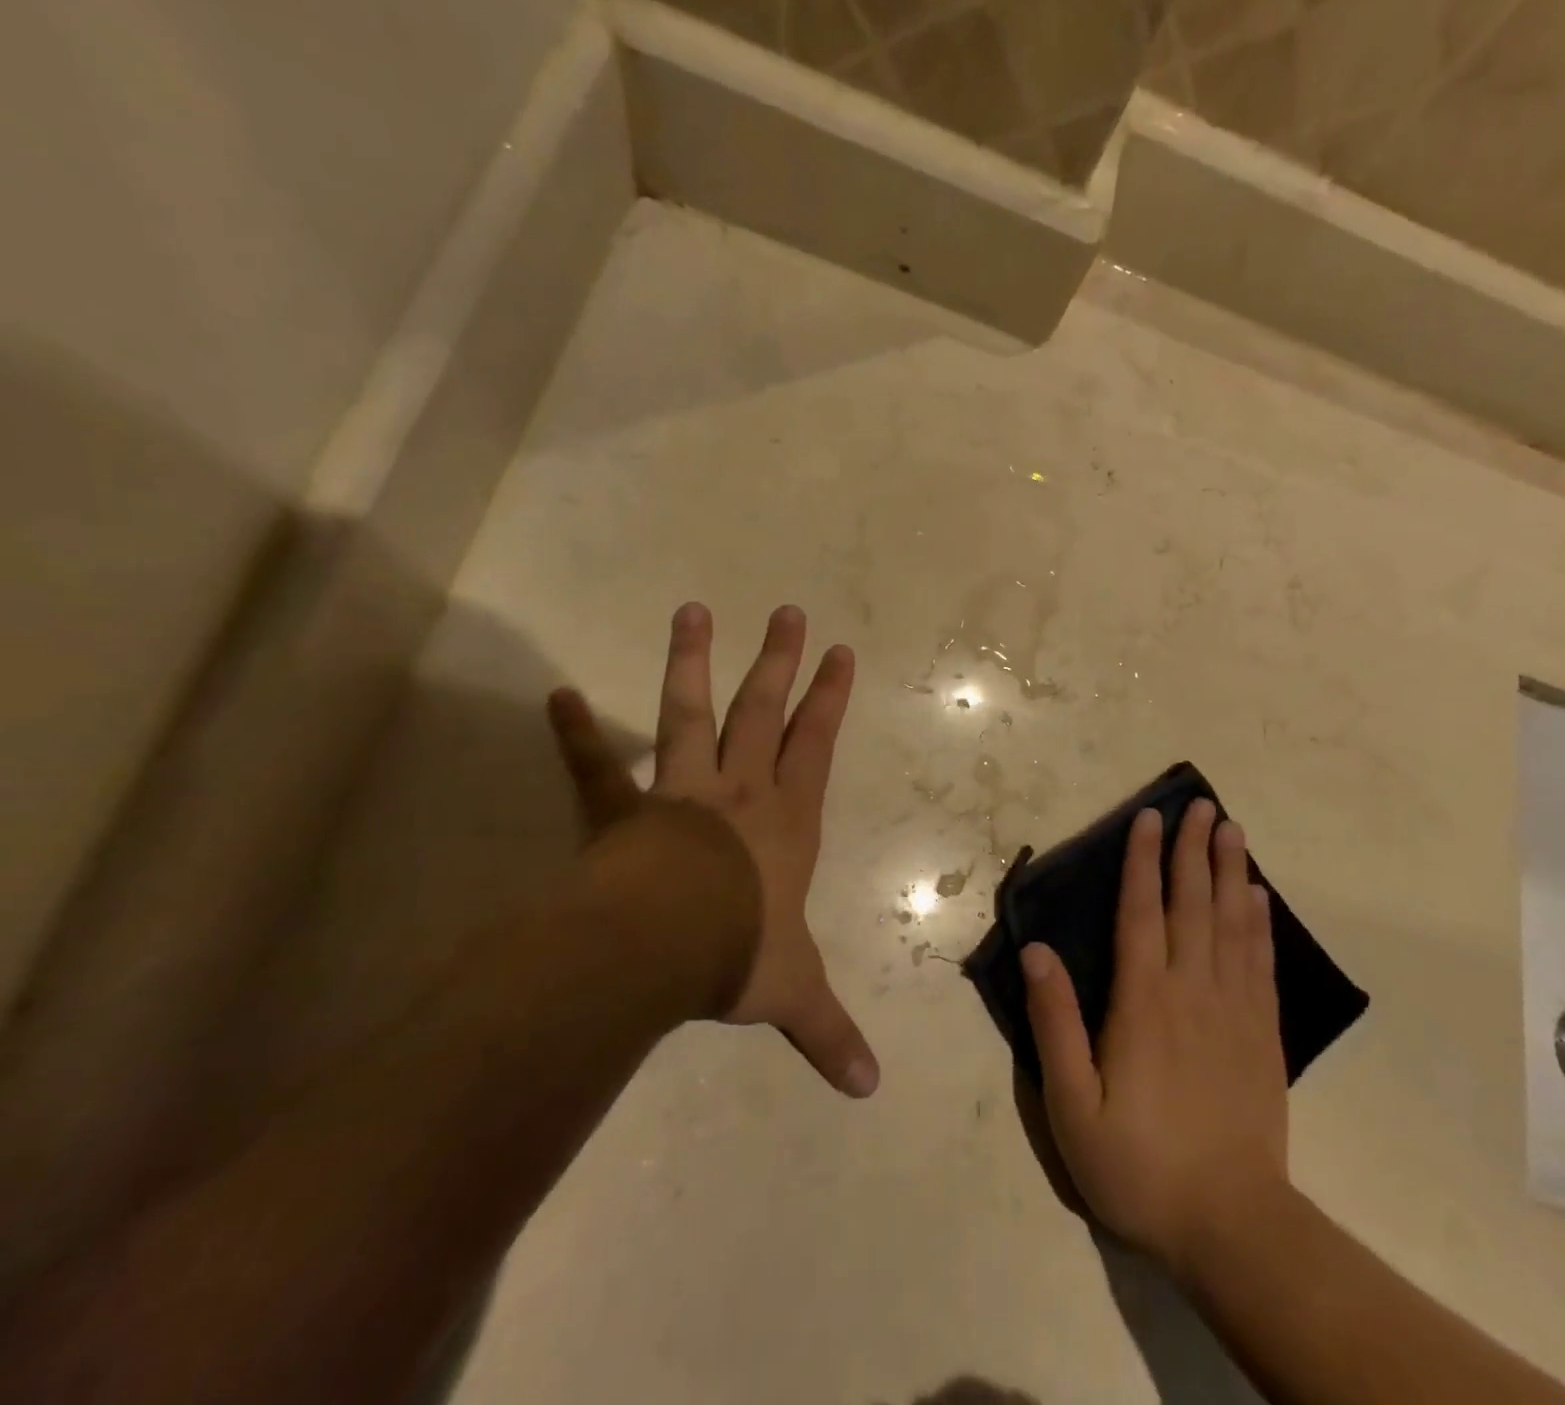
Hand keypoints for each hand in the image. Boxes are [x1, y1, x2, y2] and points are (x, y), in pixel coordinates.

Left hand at [546, 603, 879, 1097]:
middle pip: (762, 712)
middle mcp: (739, 791)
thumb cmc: (740, 952)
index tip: (841, 653)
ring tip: (693, 611)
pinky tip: (559, 696)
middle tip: (786, 612)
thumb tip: (869, 1090)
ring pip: (691, 715)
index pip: (816, 745)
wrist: (664, 946)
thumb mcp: (793, 994)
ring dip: (693, 664)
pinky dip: (579, 734)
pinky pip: (599, 768)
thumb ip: (828, 1034)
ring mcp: (681, 792)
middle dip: (778, 662)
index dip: (830, 699)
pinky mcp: (625, 809)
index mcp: (786, 820)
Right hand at [1021, 801, 1290, 1275]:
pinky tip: (1258, 899)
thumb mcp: (1072, 1103)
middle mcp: (1191, 990)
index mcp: (1143, 1001)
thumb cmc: (1138, 1163)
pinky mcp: (1263, 1034)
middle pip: (1193, 904)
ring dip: (1230, 872)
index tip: (1150, 817)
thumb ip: (1054, 1022)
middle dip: (1194, 850)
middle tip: (1203, 804)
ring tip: (1232, 831)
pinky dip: (1260, 924)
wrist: (1231, 1225)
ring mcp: (1234, 1010)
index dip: (1142, 860)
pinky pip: (1261, 963)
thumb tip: (1037, 951)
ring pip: (1233, 924)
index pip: (1141, 912)